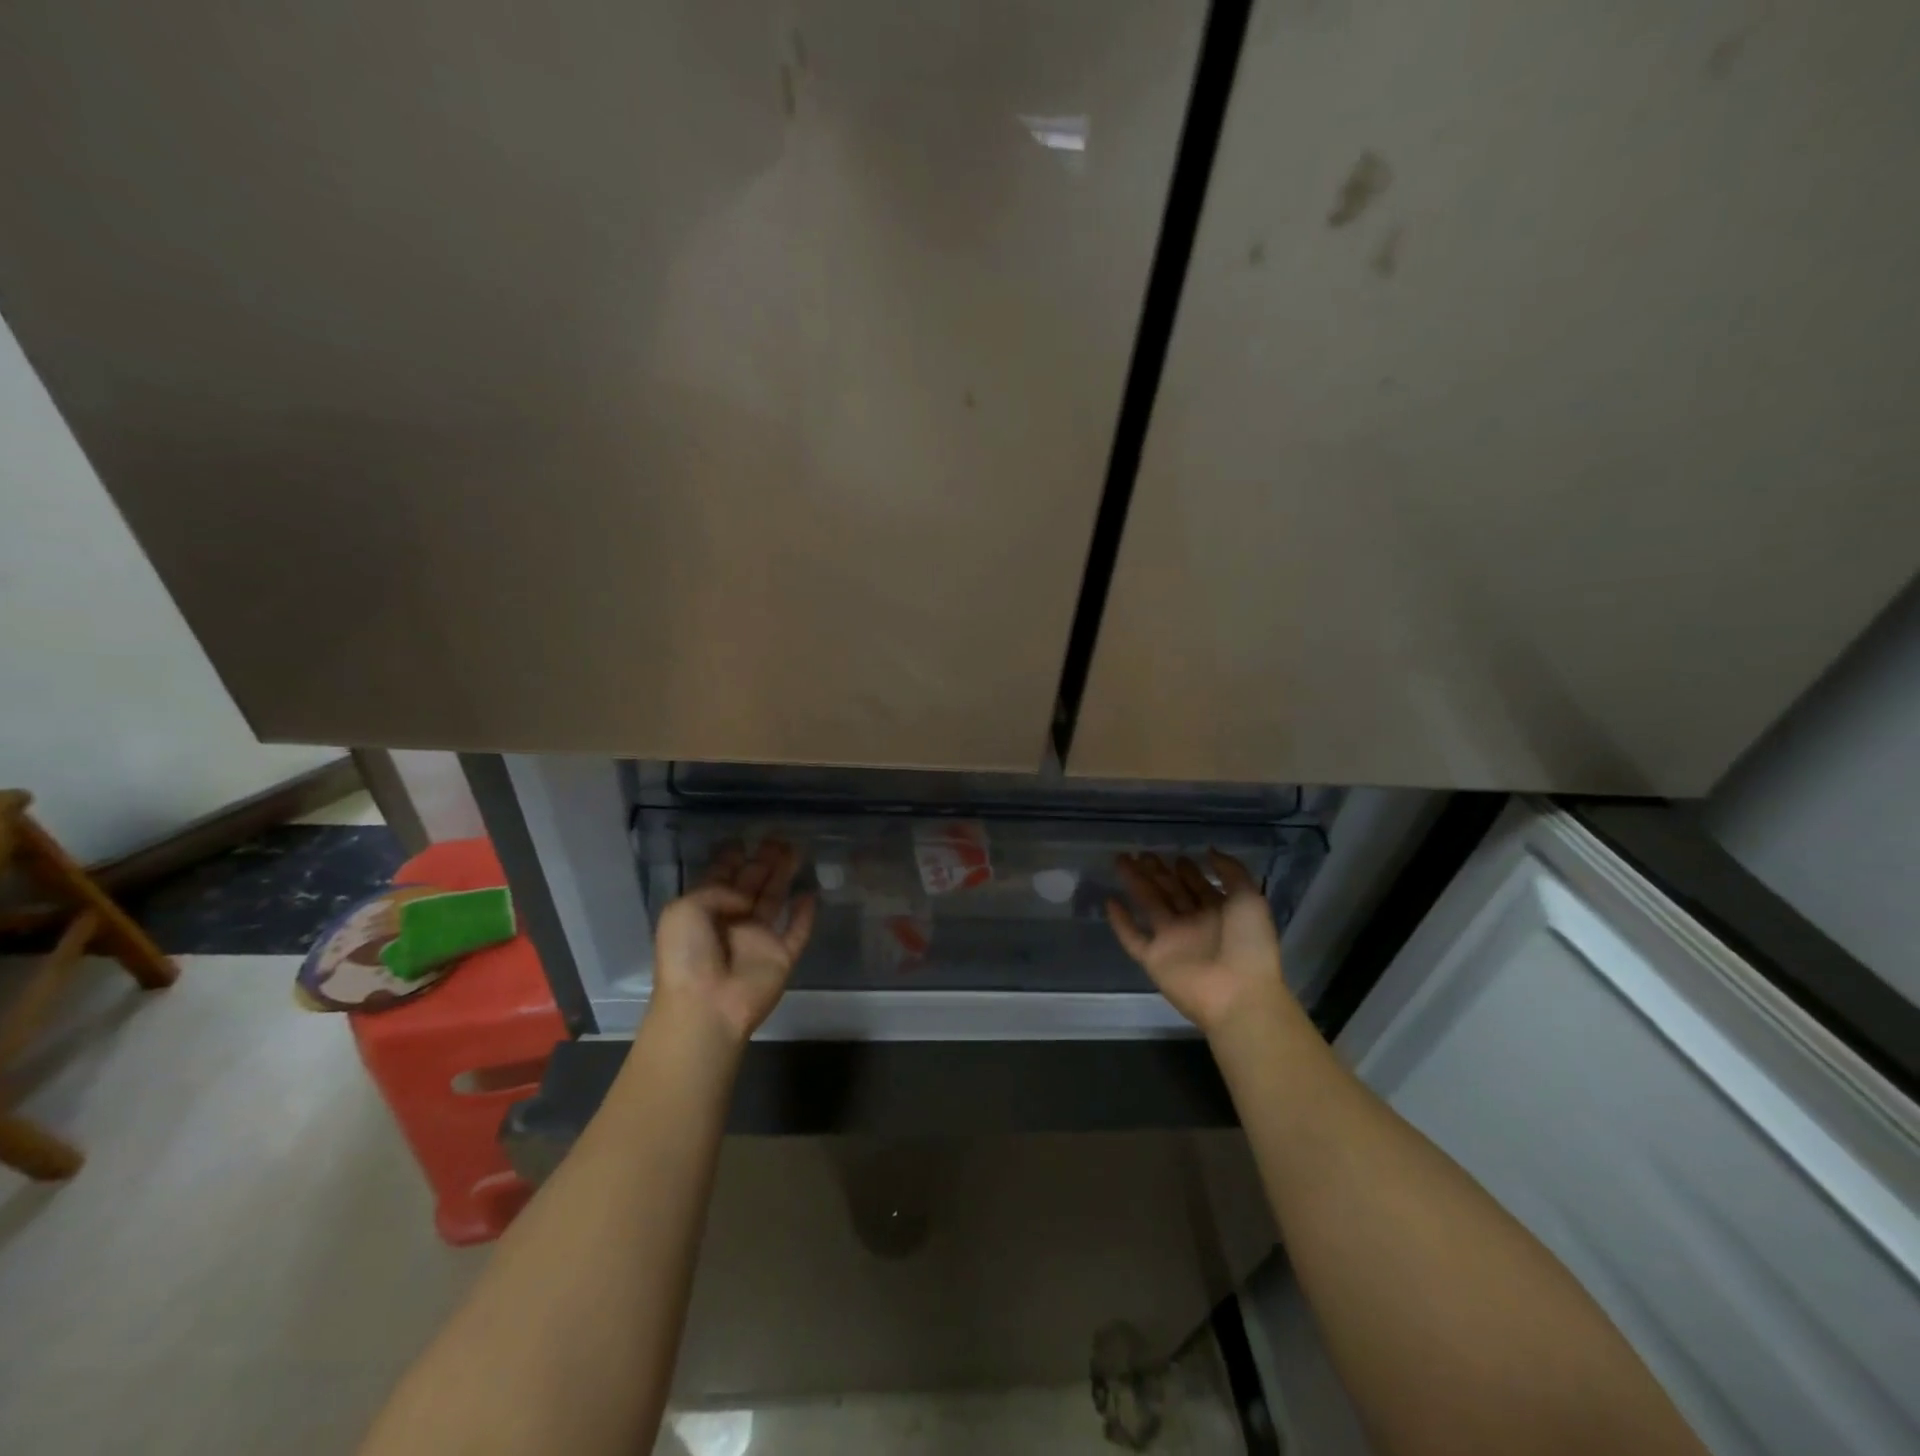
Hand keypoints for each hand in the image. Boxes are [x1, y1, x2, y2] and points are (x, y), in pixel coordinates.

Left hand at [650, 839, 816, 1048]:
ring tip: (795, 851)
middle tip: (778, 838)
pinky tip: (811, 893)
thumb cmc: (687, 956)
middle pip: (751, 884)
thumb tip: (746, 898)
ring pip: (775, 900)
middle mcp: (732, 921)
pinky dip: (805, 914)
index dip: (730, 859)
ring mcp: (758, 939)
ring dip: (784, 876)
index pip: (720, 879)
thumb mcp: (684, 910)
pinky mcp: (782, 956)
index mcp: (704, 910)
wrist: (706, 1006)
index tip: (742, 840)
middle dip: (763, 861)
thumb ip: (717, 889)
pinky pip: (797, 931)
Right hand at [1106, 851, 1297, 1037]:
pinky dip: (1120, 922)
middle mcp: (1193, 923)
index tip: (1175, 855)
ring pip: (1149, 905)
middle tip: (1141, 853)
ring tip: (1121, 861)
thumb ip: (1231, 872)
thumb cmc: (1249, 945)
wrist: (1239, 995)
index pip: (1198, 886)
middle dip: (1157, 872)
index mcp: (1219, 912)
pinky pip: (1133, 938)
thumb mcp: (1250, 900)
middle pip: (1170, 892)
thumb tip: (1209, 851)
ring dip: (1135, 884)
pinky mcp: (1154, 959)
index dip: (1187, 870)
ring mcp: (1172, 941)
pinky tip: (1109, 901)